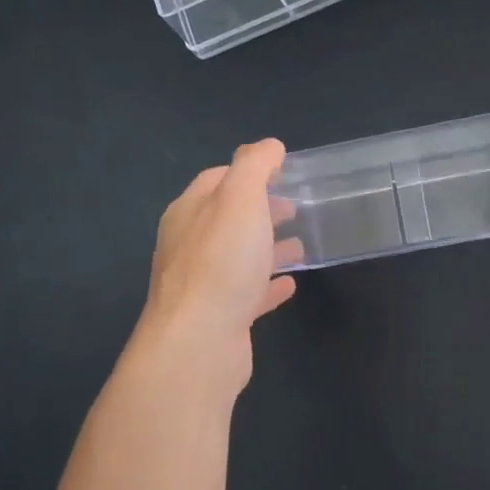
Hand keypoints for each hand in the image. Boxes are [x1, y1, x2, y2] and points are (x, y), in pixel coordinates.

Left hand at [137, 139, 300, 386]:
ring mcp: (203, 285)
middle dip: (260, 209)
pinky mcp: (220, 318)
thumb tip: (269, 146)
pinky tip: (290, 284)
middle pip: (227, 219)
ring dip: (267, 247)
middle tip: (295, 206)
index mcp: (189, 212)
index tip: (282, 171)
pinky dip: (268, 285)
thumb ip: (253, 167)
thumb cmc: (220, 263)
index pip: (216, 179)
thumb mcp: (240, 200)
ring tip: (300, 244)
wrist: (199, 343)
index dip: (248, 171)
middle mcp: (190, 246)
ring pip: (239, 257)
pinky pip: (248, 294)